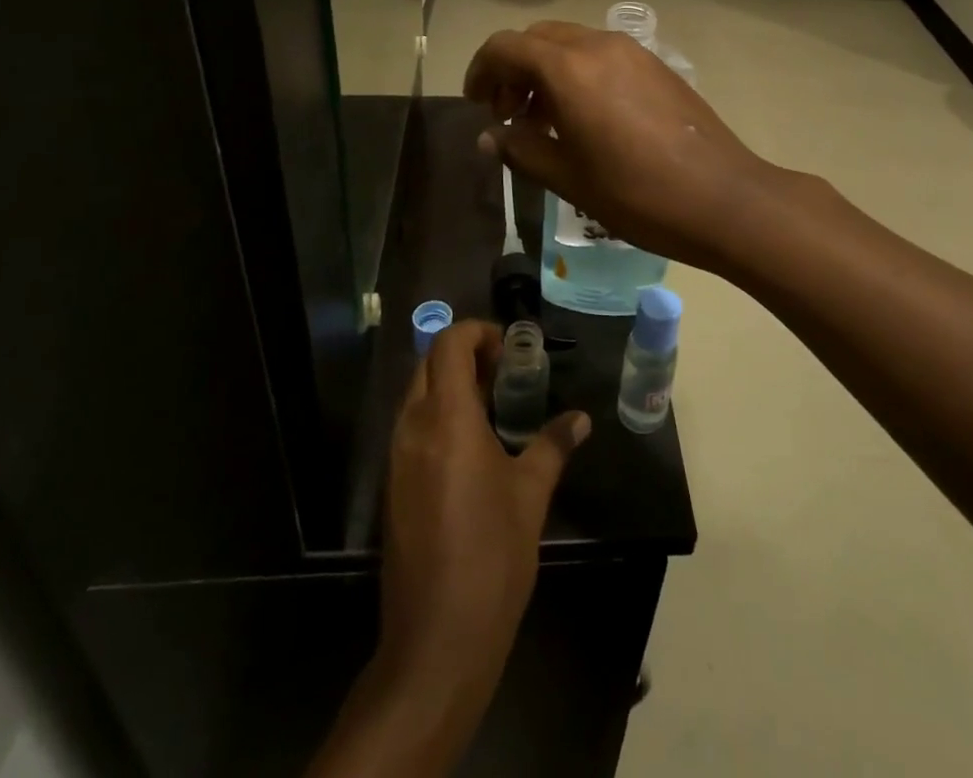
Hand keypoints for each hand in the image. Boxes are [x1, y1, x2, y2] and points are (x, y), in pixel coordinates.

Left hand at [379, 319, 590, 707]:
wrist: (437, 640)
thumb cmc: (491, 556)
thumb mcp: (531, 495)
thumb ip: (553, 446)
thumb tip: (579, 419)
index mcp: (446, 419)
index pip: (449, 344)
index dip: (478, 333)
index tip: (510, 349)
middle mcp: (413, 428)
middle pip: (429, 363)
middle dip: (465, 354)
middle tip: (505, 372)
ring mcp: (397, 458)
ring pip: (417, 394)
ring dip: (450, 384)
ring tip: (493, 404)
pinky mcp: (392, 486)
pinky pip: (412, 427)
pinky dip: (438, 415)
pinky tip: (471, 445)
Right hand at [464, 20, 777, 269]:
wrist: (724, 198)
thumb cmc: (637, 194)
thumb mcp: (568, 178)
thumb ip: (521, 149)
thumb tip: (490, 136)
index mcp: (569, 69)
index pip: (506, 47)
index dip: (481, 71)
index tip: (476, 105)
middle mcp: (599, 45)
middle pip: (538, 38)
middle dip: (513, 70)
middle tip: (509, 115)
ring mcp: (633, 52)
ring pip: (571, 44)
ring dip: (546, 71)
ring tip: (544, 121)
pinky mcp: (657, 66)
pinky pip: (602, 55)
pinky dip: (578, 74)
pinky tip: (585, 119)